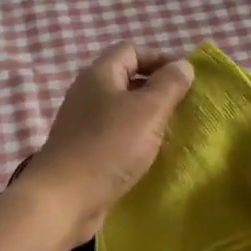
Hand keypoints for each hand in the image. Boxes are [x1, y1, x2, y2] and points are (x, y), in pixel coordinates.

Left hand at [28, 44, 195, 240]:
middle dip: (157, 90)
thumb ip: (169, 85)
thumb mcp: (148, 111)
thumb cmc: (109, 147)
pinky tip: (150, 155)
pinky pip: (115, 135)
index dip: (161, 59)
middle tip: (184, 108)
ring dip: (147, 118)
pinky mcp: (84, 150)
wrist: (64, 200)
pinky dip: (134, 140)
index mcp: (99, 74)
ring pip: (122, 110)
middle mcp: (87, 93)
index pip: (132, 50)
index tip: (186, 80)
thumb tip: (183, 65)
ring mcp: (83, 123)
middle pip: (127, 79)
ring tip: (172, 132)